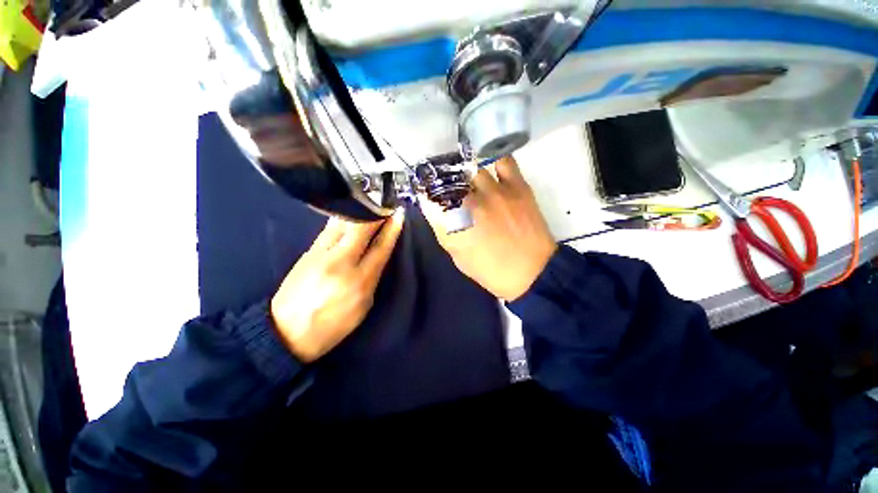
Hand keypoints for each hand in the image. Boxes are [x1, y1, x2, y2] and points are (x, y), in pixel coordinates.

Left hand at [271, 210, 404, 361]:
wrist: (285, 332)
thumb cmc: (332, 325)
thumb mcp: (362, 306)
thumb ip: (372, 278)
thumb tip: (377, 256)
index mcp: (359, 281)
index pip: (380, 248)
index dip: (391, 229)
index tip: (398, 214)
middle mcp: (341, 262)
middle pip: (361, 229)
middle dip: (375, 213)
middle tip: (384, 203)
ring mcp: (320, 254)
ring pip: (342, 224)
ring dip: (358, 211)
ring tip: (368, 202)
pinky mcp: (307, 251)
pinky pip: (329, 229)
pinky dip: (342, 219)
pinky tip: (349, 214)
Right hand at [421, 156, 556, 300]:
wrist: (532, 273)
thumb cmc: (491, 270)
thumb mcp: (459, 256)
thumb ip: (444, 231)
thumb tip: (435, 210)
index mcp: (454, 222)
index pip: (430, 197)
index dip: (426, 194)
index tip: (428, 196)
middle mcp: (471, 201)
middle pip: (448, 178)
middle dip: (444, 184)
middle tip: (449, 191)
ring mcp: (495, 191)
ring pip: (472, 169)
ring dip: (467, 177)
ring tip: (470, 184)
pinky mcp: (517, 186)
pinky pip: (503, 161)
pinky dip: (494, 163)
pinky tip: (492, 173)